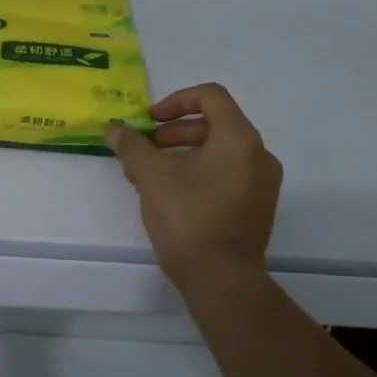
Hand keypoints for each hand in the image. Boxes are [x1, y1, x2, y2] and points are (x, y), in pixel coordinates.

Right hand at [106, 83, 282, 295]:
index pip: (211, 96)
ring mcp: (263, 183)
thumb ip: (132, 146)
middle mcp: (259, 155)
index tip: (149, 121)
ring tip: (152, 173)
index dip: (175, 100)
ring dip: (184, 152)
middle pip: (215, 124)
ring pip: (220, 151)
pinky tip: (172, 193)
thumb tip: (114, 129)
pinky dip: (200, 171)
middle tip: (145, 148)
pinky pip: (228, 173)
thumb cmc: (188, 218)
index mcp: (239, 139)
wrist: (222, 280)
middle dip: (175, 130)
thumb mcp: (151, 177)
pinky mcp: (258, 206)